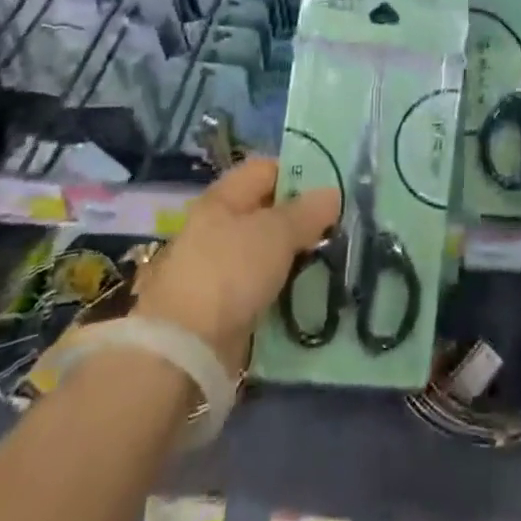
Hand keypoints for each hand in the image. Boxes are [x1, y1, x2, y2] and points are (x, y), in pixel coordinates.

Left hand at [132, 158, 338, 370]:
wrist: (184, 350)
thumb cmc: (230, 272)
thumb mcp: (276, 233)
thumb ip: (307, 212)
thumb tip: (333, 193)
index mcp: (224, 197)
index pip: (266, 170)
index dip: (299, 174)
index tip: (331, 191)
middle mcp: (217, 227)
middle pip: (267, 212)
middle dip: (301, 220)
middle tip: (337, 230)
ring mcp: (218, 268)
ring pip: (266, 252)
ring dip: (294, 258)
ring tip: (329, 263)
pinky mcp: (223, 307)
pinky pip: (261, 287)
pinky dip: (282, 289)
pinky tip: (307, 294)